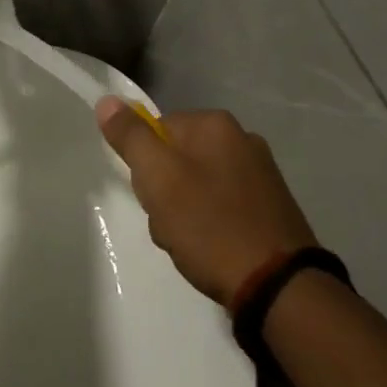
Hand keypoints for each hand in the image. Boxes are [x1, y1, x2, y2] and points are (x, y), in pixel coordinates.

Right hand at [95, 100, 317, 305]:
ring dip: (184, 213)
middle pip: (177, 158)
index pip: (156, 131)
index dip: (146, 166)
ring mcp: (261, 173)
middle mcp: (242, 138)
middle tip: (170, 224)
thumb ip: (130, 137)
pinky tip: (213, 250)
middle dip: (164, 192)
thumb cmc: (210, 226)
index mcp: (215, 124)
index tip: (152, 196)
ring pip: (197, 185)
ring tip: (191, 244)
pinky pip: (223, 206)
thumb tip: (107, 100)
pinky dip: (212, 225)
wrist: (279, 287)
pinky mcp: (272, 206)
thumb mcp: (158, 178)